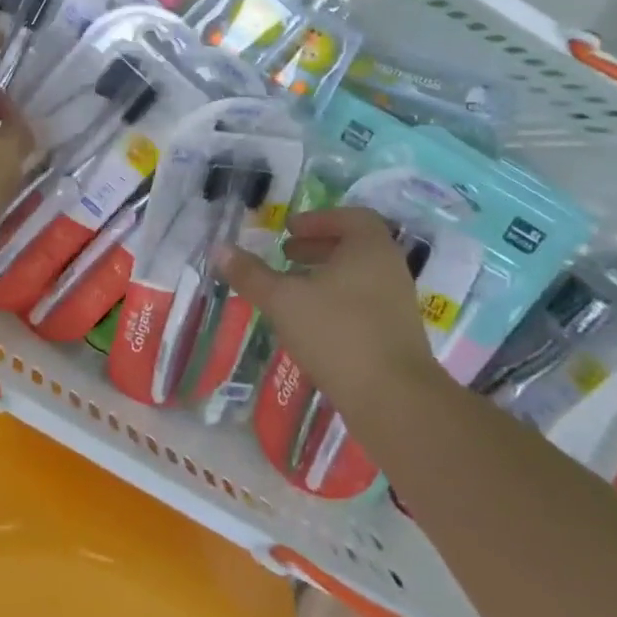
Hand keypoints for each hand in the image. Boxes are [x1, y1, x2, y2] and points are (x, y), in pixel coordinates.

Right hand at [216, 207, 433, 407]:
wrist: (393, 399)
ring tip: (291, 289)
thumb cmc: (337, 332)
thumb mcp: (283, 299)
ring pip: (358, 277)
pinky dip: (336, 301)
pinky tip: (309, 322)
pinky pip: (363, 303)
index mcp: (369, 249)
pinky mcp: (395, 335)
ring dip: (325, 276)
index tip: (289, 230)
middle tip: (286, 254)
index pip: (352, 217)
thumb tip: (219, 249)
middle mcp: (389, 270)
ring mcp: (396, 305)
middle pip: (354, 246)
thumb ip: (250, 274)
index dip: (319, 219)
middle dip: (317, 247)